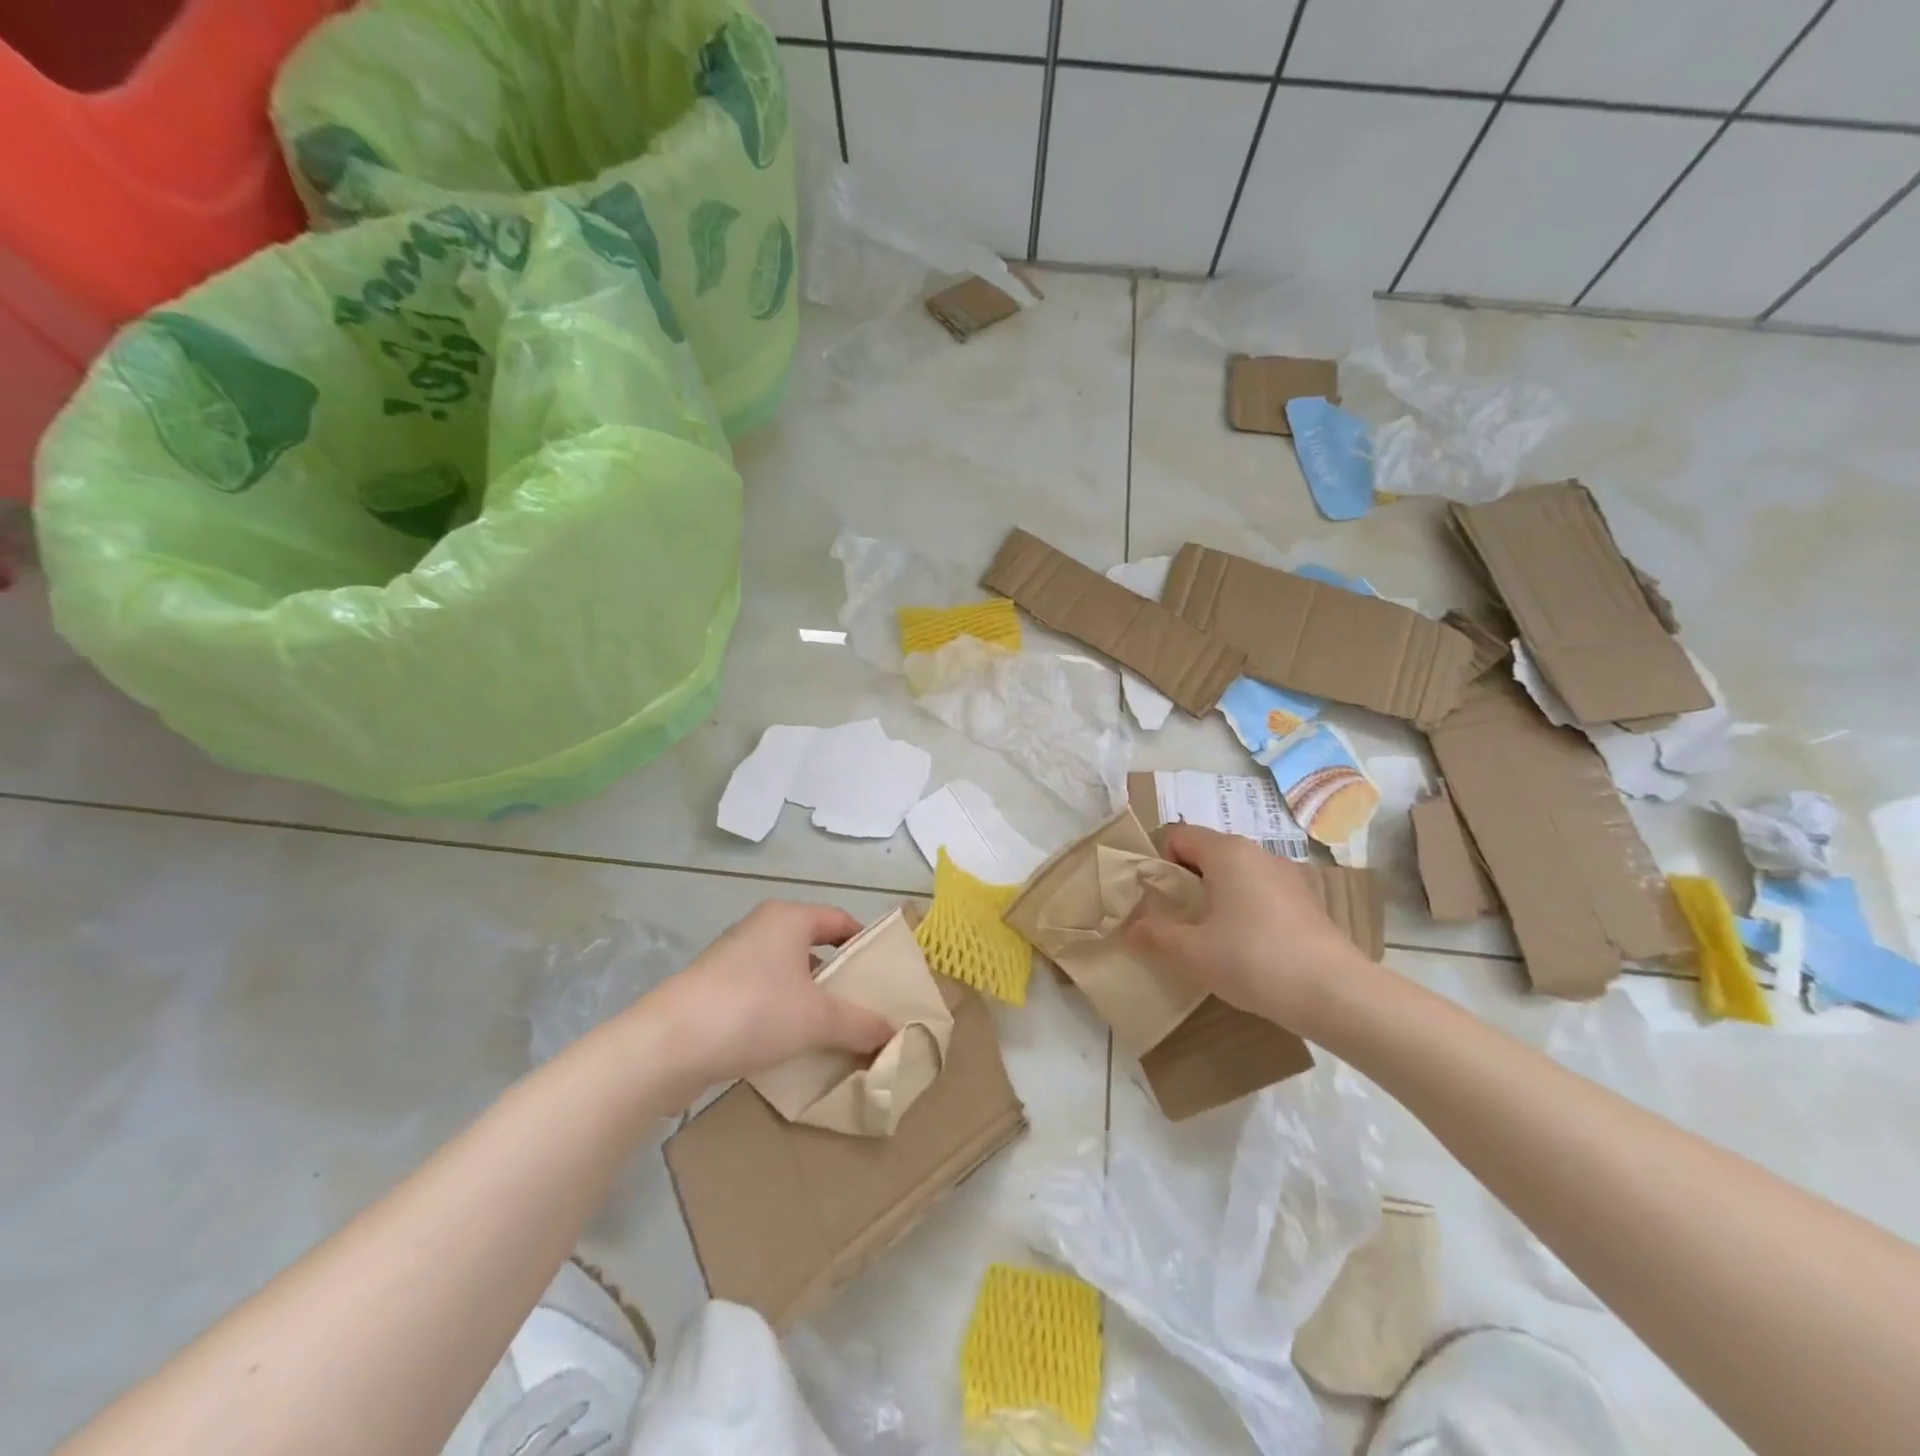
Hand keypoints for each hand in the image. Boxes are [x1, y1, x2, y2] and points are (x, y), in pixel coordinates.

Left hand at [632, 901, 896, 1087]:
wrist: (668, 1045)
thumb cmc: (754, 1010)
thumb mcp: (818, 1019)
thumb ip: (861, 1023)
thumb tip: (893, 1033)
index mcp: (788, 918)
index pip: (840, 920)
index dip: (865, 944)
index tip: (885, 976)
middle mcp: (760, 929)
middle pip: (813, 948)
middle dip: (839, 979)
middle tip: (865, 1009)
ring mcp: (732, 960)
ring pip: (786, 975)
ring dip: (809, 1001)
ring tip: (834, 1033)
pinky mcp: (712, 992)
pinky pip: (761, 996)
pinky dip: (781, 1015)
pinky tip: (791, 1047)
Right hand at [1126, 825, 1365, 1030]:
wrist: (1336, 994)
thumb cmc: (1254, 960)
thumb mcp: (1192, 953)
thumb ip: (1156, 935)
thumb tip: (1130, 929)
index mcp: (1227, 852)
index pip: (1178, 835)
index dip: (1158, 862)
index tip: (1155, 899)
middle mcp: (1259, 853)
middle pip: (1207, 853)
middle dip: (1185, 881)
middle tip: (1175, 919)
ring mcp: (1288, 876)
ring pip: (1236, 874)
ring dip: (1215, 896)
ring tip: (1209, 937)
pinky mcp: (1307, 902)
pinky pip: (1261, 893)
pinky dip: (1244, 909)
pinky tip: (1245, 948)